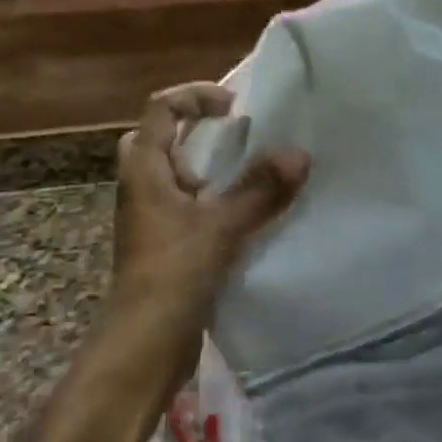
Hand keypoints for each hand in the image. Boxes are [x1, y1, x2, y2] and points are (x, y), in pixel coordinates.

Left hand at [113, 83, 309, 327]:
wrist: (144, 346)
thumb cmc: (172, 274)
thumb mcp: (221, 226)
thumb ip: (260, 190)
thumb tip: (299, 153)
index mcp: (144, 169)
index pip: (161, 109)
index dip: (196, 96)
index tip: (235, 107)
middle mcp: (142, 186)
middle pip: (161, 138)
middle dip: (198, 129)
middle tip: (236, 135)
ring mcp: (152, 216)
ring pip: (177, 173)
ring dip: (210, 166)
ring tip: (251, 169)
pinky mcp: (165, 242)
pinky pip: (189, 203)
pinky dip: (214, 197)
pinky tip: (248, 210)